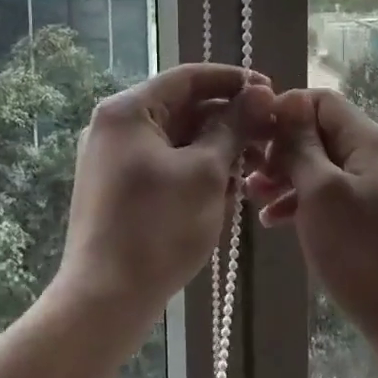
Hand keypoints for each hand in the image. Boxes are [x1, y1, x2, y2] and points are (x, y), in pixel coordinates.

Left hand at [60, 64, 274, 319]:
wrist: (105, 300)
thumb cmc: (158, 227)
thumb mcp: (206, 172)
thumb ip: (234, 126)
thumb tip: (260, 92)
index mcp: (128, 110)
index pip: (189, 77)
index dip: (234, 81)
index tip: (272, 91)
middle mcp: (116, 127)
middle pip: (184, 108)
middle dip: (230, 120)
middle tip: (272, 135)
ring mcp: (115, 159)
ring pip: (178, 139)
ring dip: (218, 148)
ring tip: (256, 169)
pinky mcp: (120, 189)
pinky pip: (166, 165)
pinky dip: (198, 171)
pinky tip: (229, 191)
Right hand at [246, 89, 377, 329]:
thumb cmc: (359, 247)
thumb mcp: (320, 190)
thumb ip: (300, 144)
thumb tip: (286, 102)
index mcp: (368, 139)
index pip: (321, 101)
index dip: (285, 110)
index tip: (251, 133)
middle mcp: (372, 154)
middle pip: (318, 132)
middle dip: (280, 147)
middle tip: (248, 172)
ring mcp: (370, 185)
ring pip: (318, 164)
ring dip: (284, 176)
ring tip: (251, 197)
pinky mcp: (364, 214)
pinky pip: (325, 193)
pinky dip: (299, 201)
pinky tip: (271, 221)